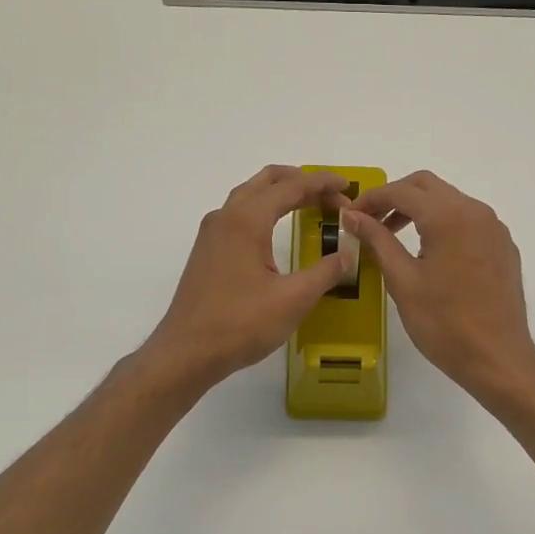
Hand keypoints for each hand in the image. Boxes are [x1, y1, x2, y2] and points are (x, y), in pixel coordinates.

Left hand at [144, 166, 353, 391]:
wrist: (186, 353)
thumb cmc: (240, 324)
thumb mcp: (293, 300)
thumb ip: (325, 272)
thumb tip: (347, 255)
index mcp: (247, 221)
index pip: (290, 187)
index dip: (322, 183)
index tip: (348, 186)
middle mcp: (226, 217)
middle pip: (267, 181)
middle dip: (302, 181)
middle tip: (333, 195)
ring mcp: (212, 233)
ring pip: (250, 195)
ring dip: (282, 193)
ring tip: (311, 204)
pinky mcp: (208, 250)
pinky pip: (240, 214)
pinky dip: (265, 208)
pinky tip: (277, 229)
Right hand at [343, 171, 534, 402]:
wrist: (498, 358)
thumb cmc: (444, 323)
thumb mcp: (403, 281)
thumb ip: (377, 240)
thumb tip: (352, 216)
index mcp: (449, 216)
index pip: (401, 191)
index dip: (371, 199)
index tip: (350, 215)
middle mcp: (475, 211)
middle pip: (427, 186)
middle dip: (395, 197)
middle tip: (370, 221)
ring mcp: (494, 228)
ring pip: (449, 200)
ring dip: (419, 209)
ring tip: (393, 236)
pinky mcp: (503, 246)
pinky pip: (468, 220)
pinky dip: (443, 223)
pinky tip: (429, 252)